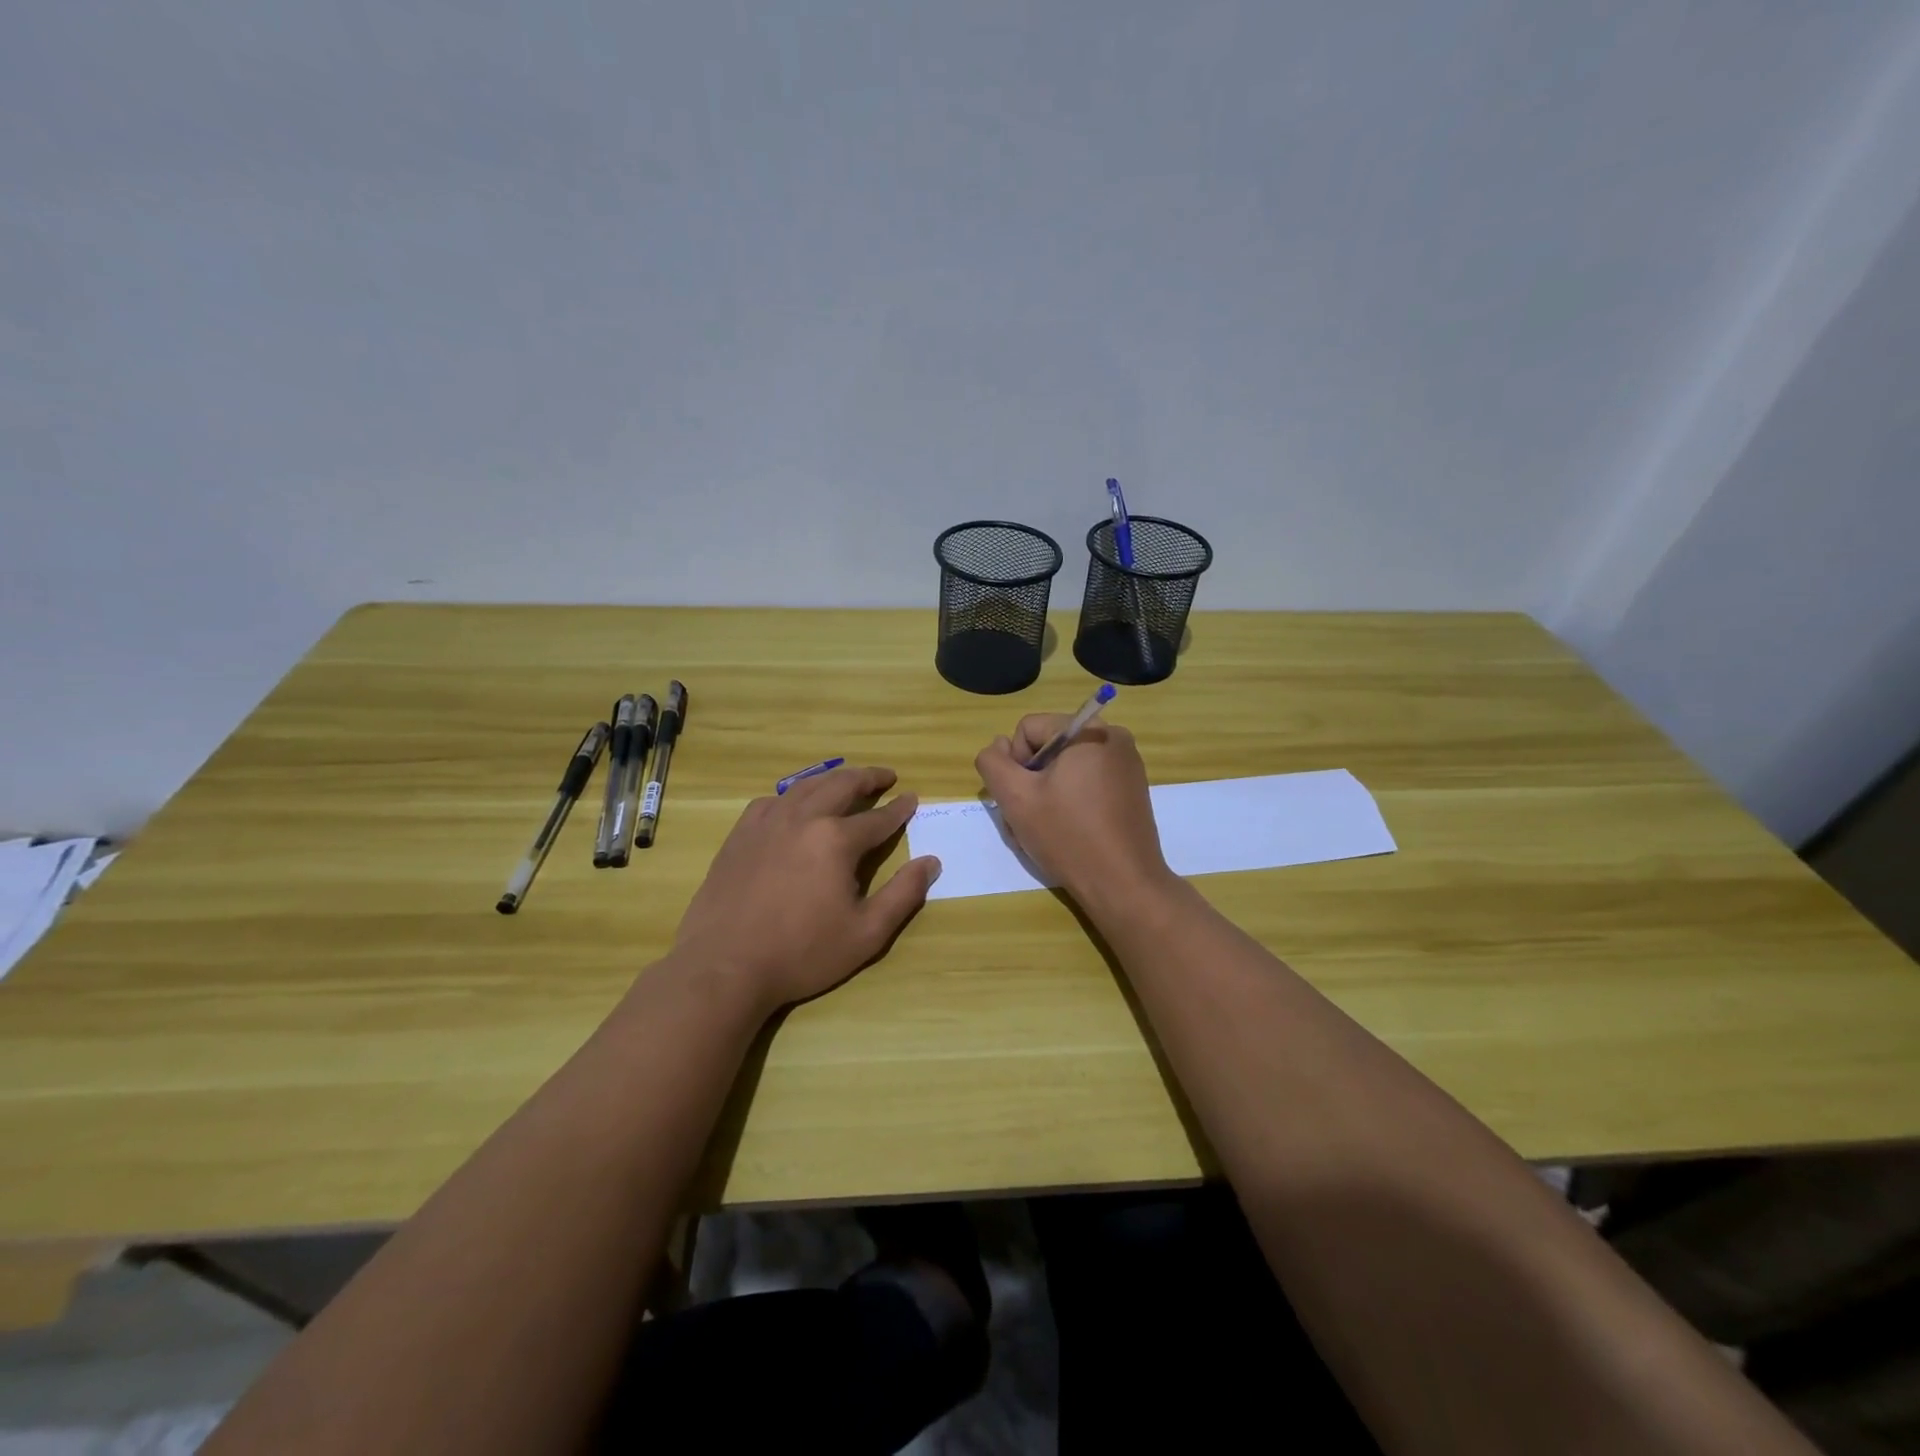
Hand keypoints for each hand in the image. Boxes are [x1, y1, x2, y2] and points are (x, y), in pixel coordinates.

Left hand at [671, 766, 941, 1013]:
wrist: (724, 966)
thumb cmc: (801, 953)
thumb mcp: (867, 933)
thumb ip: (903, 894)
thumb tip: (931, 862)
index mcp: (836, 840)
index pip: (878, 818)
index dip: (899, 809)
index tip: (912, 799)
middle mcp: (803, 819)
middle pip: (841, 786)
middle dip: (868, 778)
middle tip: (886, 776)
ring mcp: (767, 823)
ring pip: (806, 787)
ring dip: (832, 780)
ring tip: (846, 781)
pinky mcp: (740, 835)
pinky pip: (771, 802)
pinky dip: (792, 796)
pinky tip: (794, 806)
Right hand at [974, 717, 1172, 911]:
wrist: (1123, 884)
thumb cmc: (1067, 836)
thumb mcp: (1015, 797)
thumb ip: (993, 763)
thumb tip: (999, 746)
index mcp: (1088, 730)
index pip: (1028, 729)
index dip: (1015, 763)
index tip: (1023, 798)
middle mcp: (1113, 737)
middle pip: (1048, 747)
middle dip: (1031, 780)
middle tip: (1029, 819)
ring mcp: (1127, 764)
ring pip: (1066, 767)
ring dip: (1047, 794)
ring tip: (1045, 829)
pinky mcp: (1132, 789)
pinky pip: (1088, 781)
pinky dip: (1070, 800)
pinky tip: (1067, 831)